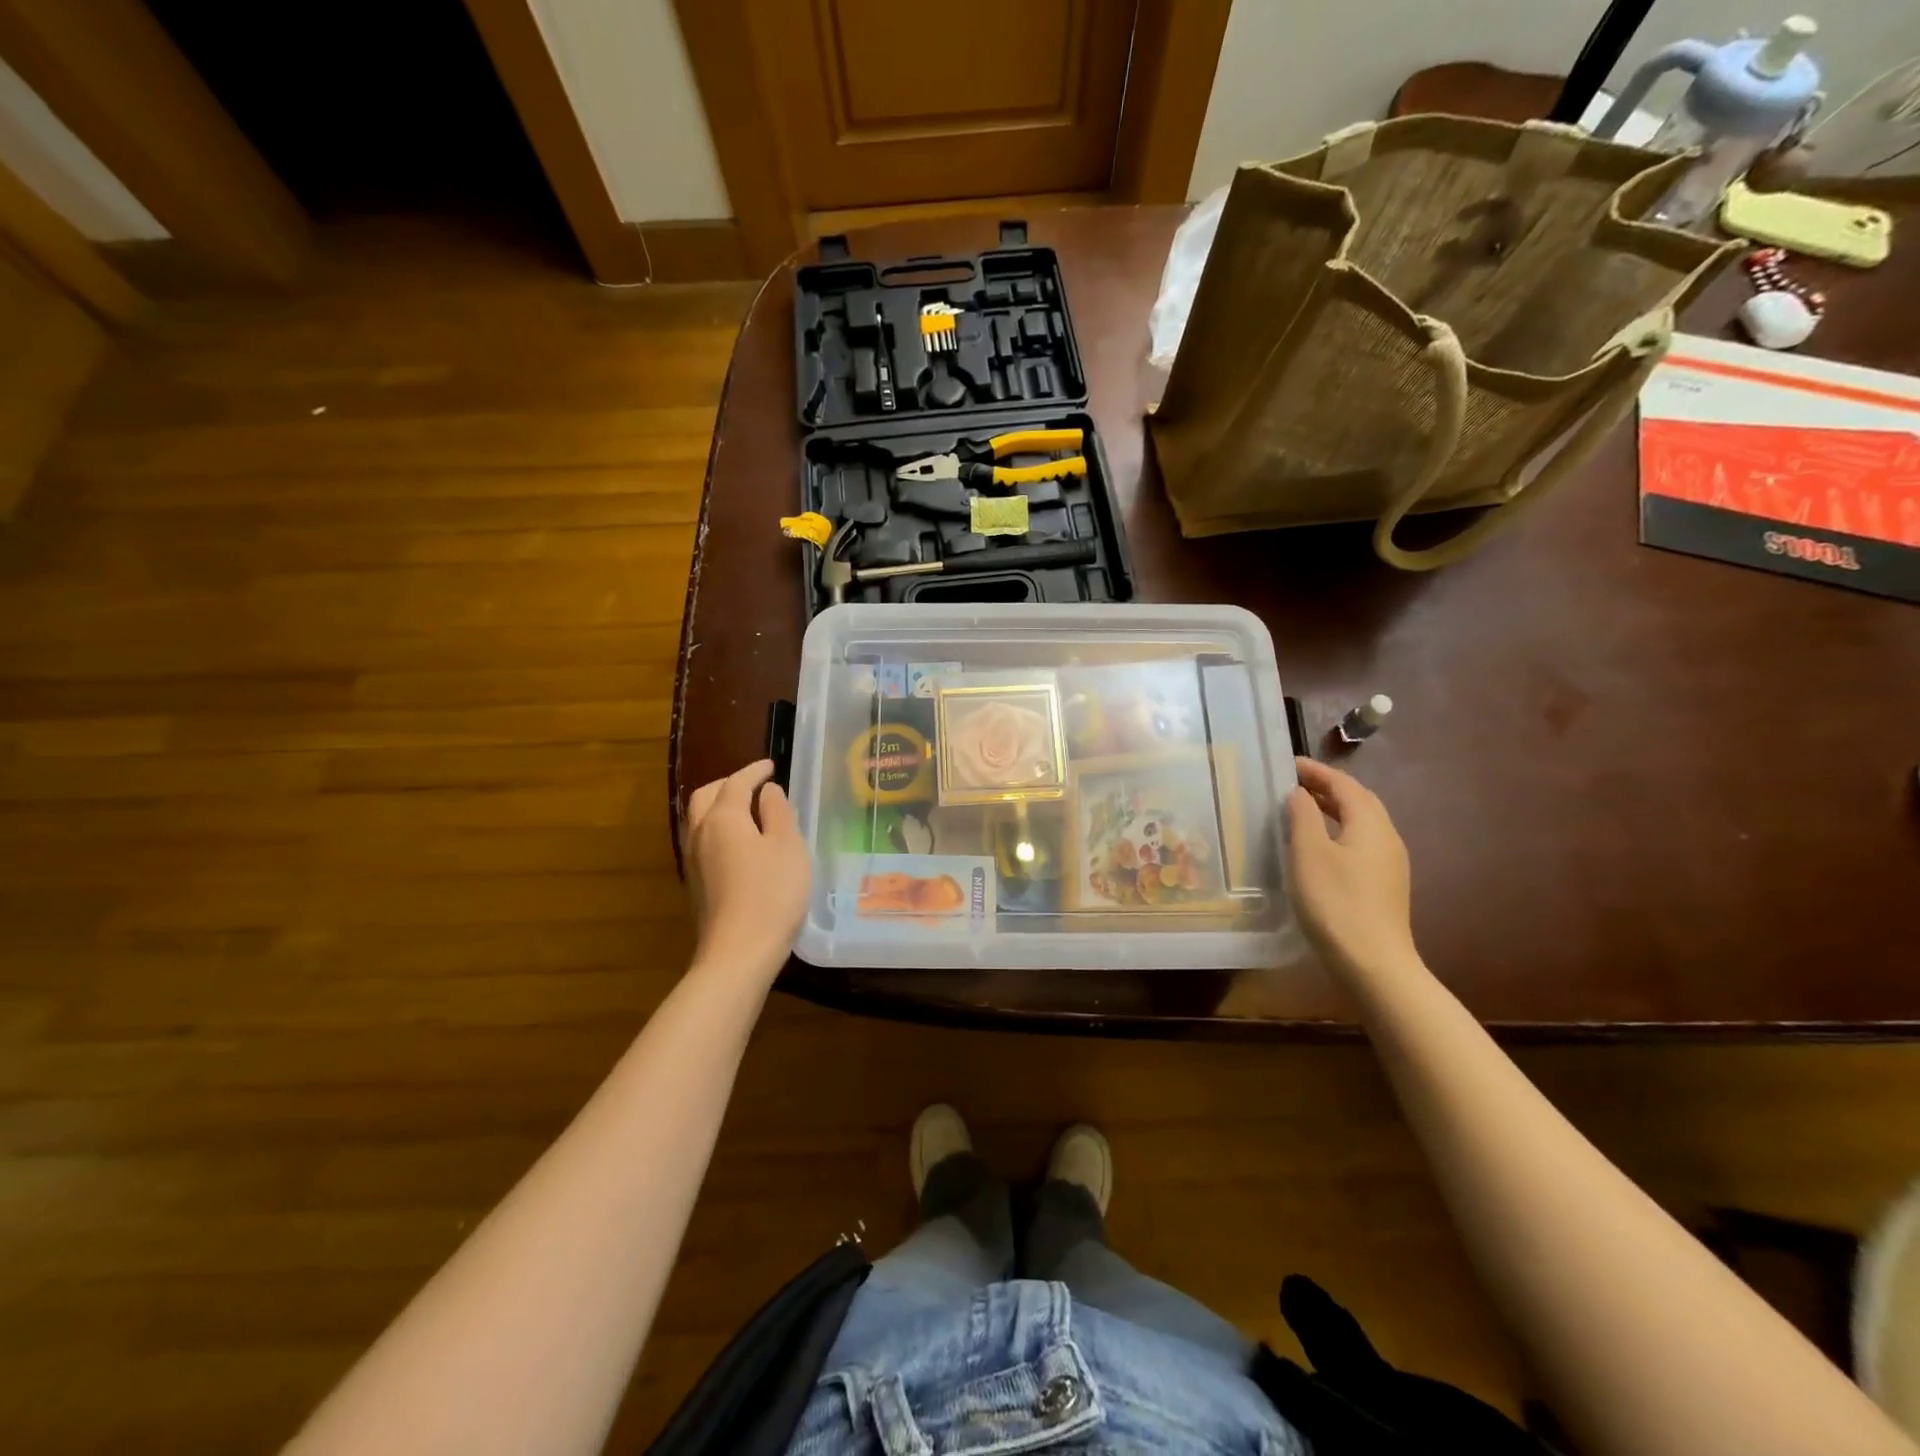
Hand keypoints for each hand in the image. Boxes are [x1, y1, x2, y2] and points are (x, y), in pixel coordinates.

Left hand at [684, 760, 810, 974]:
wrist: (739, 953)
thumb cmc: (771, 893)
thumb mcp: (788, 846)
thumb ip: (778, 813)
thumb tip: (768, 792)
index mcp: (723, 818)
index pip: (736, 783)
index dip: (754, 771)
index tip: (770, 765)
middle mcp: (700, 834)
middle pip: (706, 797)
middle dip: (728, 784)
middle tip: (752, 783)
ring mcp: (693, 862)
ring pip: (699, 820)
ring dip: (718, 806)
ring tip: (744, 809)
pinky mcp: (696, 885)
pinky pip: (703, 842)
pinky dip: (718, 829)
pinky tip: (737, 843)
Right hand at [1286, 757, 1417, 981]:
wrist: (1374, 962)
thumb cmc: (1335, 901)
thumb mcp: (1309, 853)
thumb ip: (1303, 816)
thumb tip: (1300, 793)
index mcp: (1370, 823)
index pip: (1344, 784)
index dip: (1316, 771)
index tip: (1288, 764)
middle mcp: (1387, 836)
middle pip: (1359, 800)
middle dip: (1328, 787)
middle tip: (1295, 783)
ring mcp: (1390, 862)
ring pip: (1362, 822)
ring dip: (1334, 808)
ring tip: (1304, 808)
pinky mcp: (1386, 884)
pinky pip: (1362, 842)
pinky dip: (1340, 830)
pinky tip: (1321, 844)